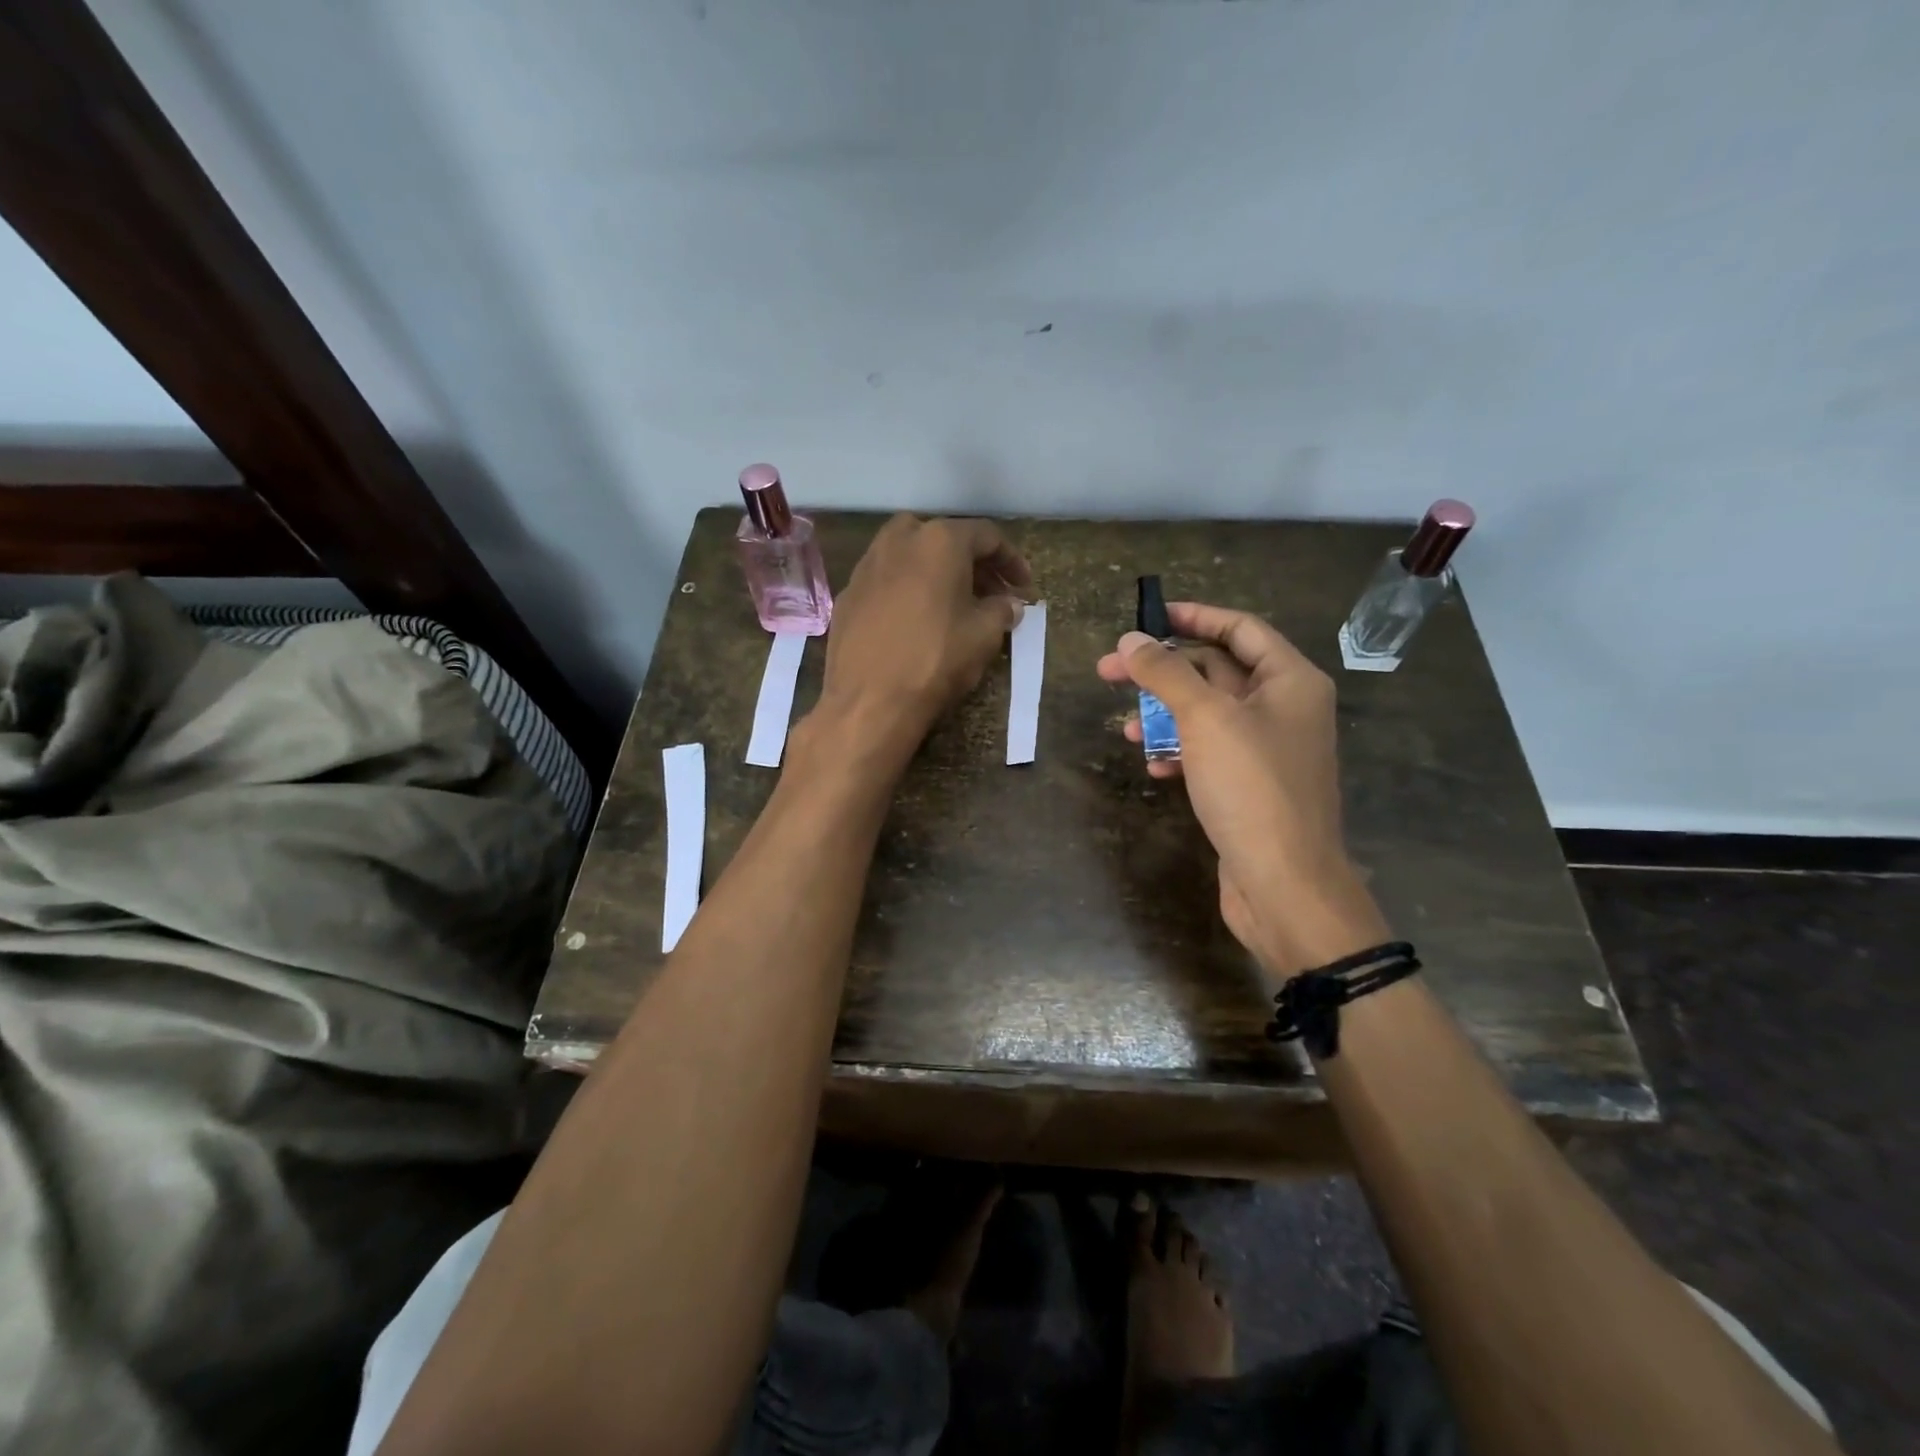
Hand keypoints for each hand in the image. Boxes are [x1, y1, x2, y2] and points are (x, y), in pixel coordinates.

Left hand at [819, 514, 1030, 756]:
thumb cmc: (935, 659)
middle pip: (943, 538)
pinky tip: (916, 620)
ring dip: (936, 573)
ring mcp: (866, 566)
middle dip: (971, 562)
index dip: (1011, 560)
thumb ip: (1001, 610)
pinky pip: (886, 582)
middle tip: (991, 592)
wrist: (868, 700)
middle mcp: (898, 541)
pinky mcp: (847, 595)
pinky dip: (907, 591)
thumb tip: (1009, 605)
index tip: (1024, 586)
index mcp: (939, 540)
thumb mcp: (984, 635)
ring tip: (954, 604)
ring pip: (909, 556)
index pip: (986, 536)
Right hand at [1097, 603, 1387, 978]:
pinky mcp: (1249, 786)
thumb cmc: (1251, 788)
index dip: (1193, 617)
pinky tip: (1154, 766)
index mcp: (1290, 681)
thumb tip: (1130, 639)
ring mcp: (1267, 750)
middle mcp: (1284, 708)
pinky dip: (1179, 752)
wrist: (1285, 884)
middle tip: (1109, 672)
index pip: (1239, 629)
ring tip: (1125, 728)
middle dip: (1163, 671)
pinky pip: (1209, 753)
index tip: (1147, 617)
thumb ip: (1166, 674)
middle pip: (1217, 671)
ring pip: (1207, 715)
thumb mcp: (1205, 719)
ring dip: (1164, 716)